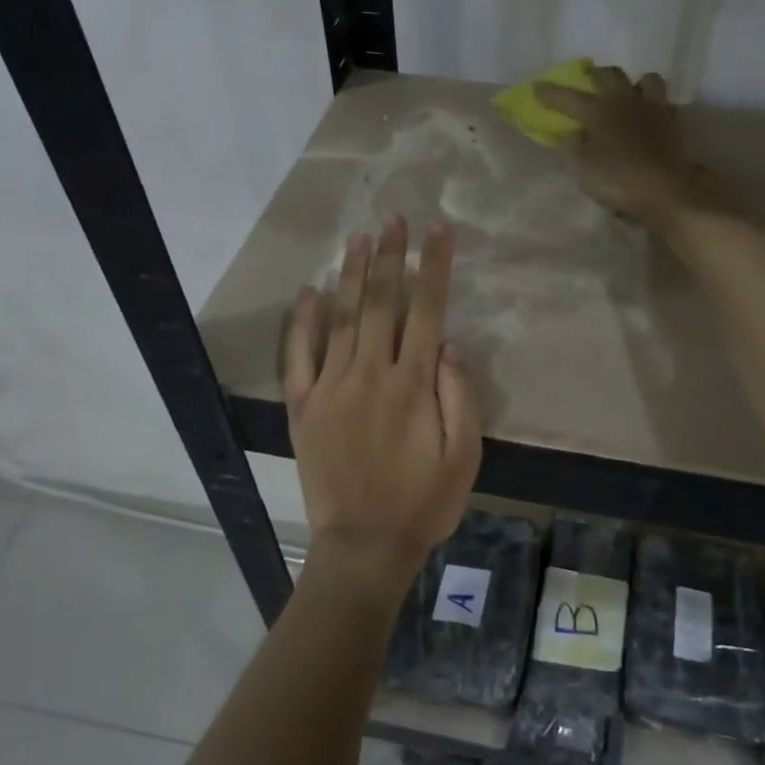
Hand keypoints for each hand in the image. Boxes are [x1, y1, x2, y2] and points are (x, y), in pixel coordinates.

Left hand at [284, 217, 482, 609]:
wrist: (364, 545)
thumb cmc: (423, 502)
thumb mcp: (465, 456)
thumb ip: (460, 396)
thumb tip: (450, 344)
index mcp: (413, 385)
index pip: (427, 311)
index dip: (434, 267)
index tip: (438, 231)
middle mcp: (371, 374)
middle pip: (382, 304)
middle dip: (390, 257)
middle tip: (393, 219)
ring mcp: (332, 388)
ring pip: (342, 319)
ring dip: (352, 276)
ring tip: (358, 239)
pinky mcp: (304, 407)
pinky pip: (299, 356)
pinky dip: (302, 321)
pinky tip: (309, 291)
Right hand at [534, 66, 742, 232]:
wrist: (667, 192)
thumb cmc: (618, 180)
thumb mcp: (583, 168)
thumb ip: (576, 146)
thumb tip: (576, 133)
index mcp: (599, 111)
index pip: (569, 97)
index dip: (551, 93)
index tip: (537, 88)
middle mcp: (626, 101)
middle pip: (610, 75)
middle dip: (595, 75)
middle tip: (587, 81)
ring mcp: (655, 109)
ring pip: (646, 80)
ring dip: (634, 85)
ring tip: (628, 97)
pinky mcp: (675, 124)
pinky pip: (664, 105)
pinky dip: (654, 107)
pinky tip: (650, 119)